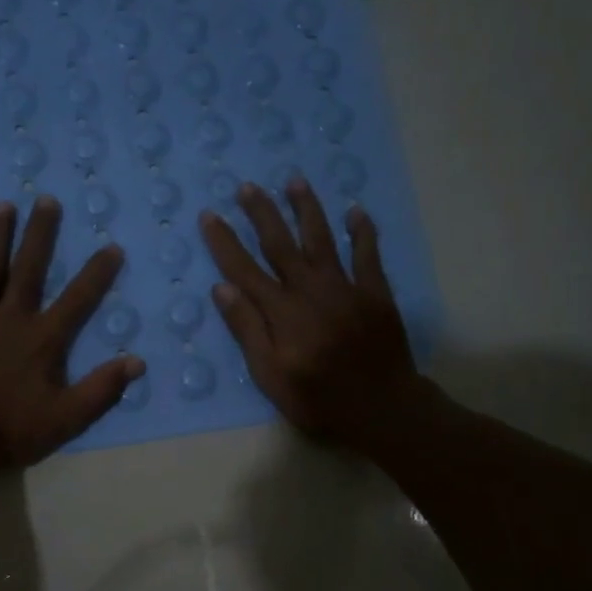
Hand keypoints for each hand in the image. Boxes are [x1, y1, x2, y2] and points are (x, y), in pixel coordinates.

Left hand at [0, 196, 144, 470]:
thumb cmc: (10, 430)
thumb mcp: (66, 419)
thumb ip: (101, 389)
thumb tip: (137, 362)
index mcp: (43, 339)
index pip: (78, 299)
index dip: (97, 273)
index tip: (112, 246)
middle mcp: (11, 317)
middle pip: (29, 269)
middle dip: (40, 234)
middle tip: (47, 199)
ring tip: (3, 205)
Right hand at [199, 177, 424, 449]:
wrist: (382, 408)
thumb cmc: (317, 399)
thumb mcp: (270, 375)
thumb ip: (248, 330)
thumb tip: (222, 288)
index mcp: (281, 312)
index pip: (244, 269)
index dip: (224, 242)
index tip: (209, 215)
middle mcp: (310, 290)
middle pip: (280, 244)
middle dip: (262, 213)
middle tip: (248, 186)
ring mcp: (346, 288)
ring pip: (322, 239)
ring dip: (307, 209)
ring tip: (295, 181)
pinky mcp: (375, 293)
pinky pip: (368, 254)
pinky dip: (362, 231)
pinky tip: (356, 211)